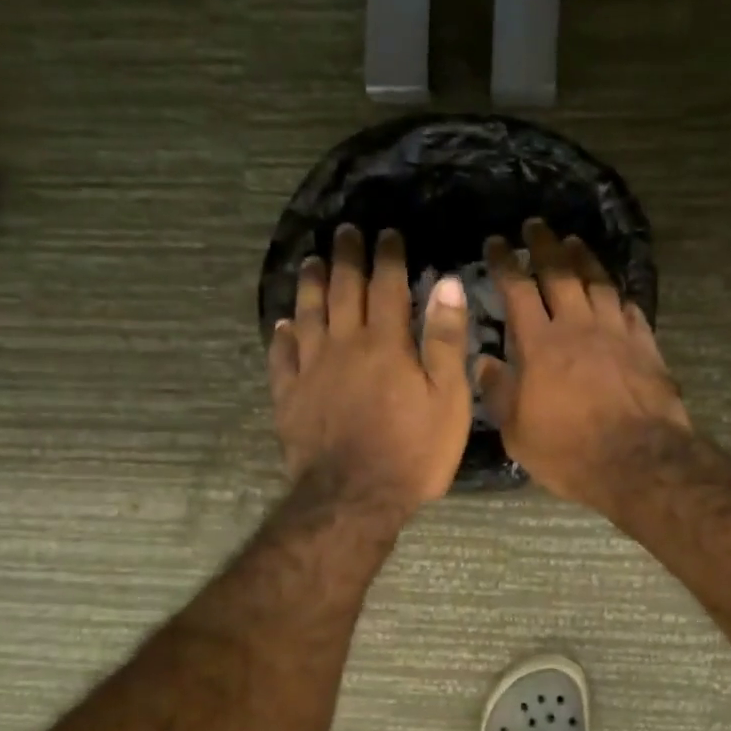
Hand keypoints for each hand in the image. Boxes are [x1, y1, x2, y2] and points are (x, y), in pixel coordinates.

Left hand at [269, 224, 472, 512]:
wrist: (354, 498)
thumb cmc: (413, 452)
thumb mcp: (447, 400)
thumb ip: (446, 341)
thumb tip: (445, 283)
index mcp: (386, 344)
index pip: (387, 286)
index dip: (388, 257)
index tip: (388, 234)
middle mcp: (344, 345)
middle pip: (343, 291)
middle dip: (346, 257)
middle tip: (345, 232)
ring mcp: (311, 369)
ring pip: (307, 314)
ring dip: (310, 284)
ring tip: (311, 262)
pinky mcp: (289, 396)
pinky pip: (282, 356)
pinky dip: (282, 335)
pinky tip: (283, 324)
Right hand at [476, 220, 690, 507]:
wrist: (637, 461)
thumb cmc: (567, 451)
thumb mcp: (517, 431)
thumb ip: (498, 392)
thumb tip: (483, 361)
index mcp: (539, 343)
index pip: (518, 289)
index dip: (505, 262)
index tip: (496, 243)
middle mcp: (577, 325)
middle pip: (560, 272)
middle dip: (544, 245)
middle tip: (535, 225)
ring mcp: (615, 332)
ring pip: (598, 282)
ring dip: (583, 258)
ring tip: (573, 242)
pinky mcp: (645, 344)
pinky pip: (629, 307)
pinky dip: (617, 294)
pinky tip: (613, 290)